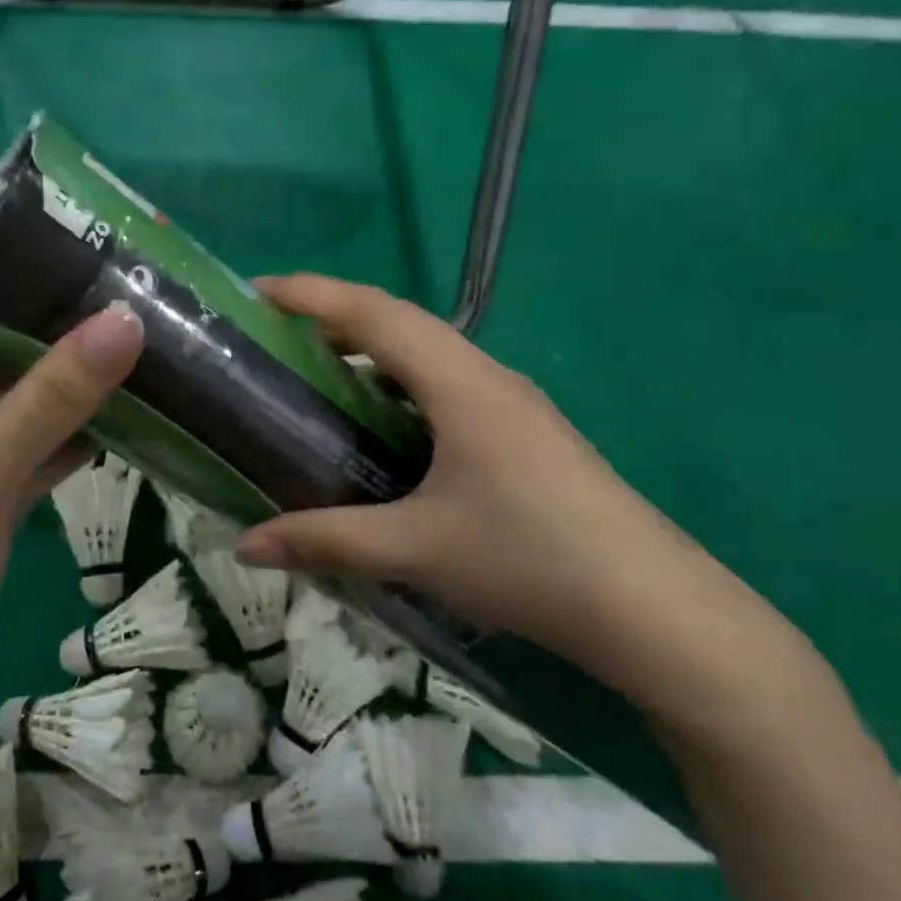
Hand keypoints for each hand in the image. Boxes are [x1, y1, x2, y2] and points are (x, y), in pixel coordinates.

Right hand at [233, 274, 744, 690]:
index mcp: (459, 382)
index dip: (310, 294)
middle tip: (276, 338)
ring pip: (429, 356)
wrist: (654, 609)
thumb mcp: (415, 549)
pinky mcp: (526, 435)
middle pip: (399, 323)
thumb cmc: (528, 559)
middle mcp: (486, 377)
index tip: (256, 291)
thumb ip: (326, 540)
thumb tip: (246, 545)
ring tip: (321, 378)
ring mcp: (513, 405)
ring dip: (372, 353)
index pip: (372, 313)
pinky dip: (402, 389)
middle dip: (334, 318)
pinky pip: (448, 388)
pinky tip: (386, 433)